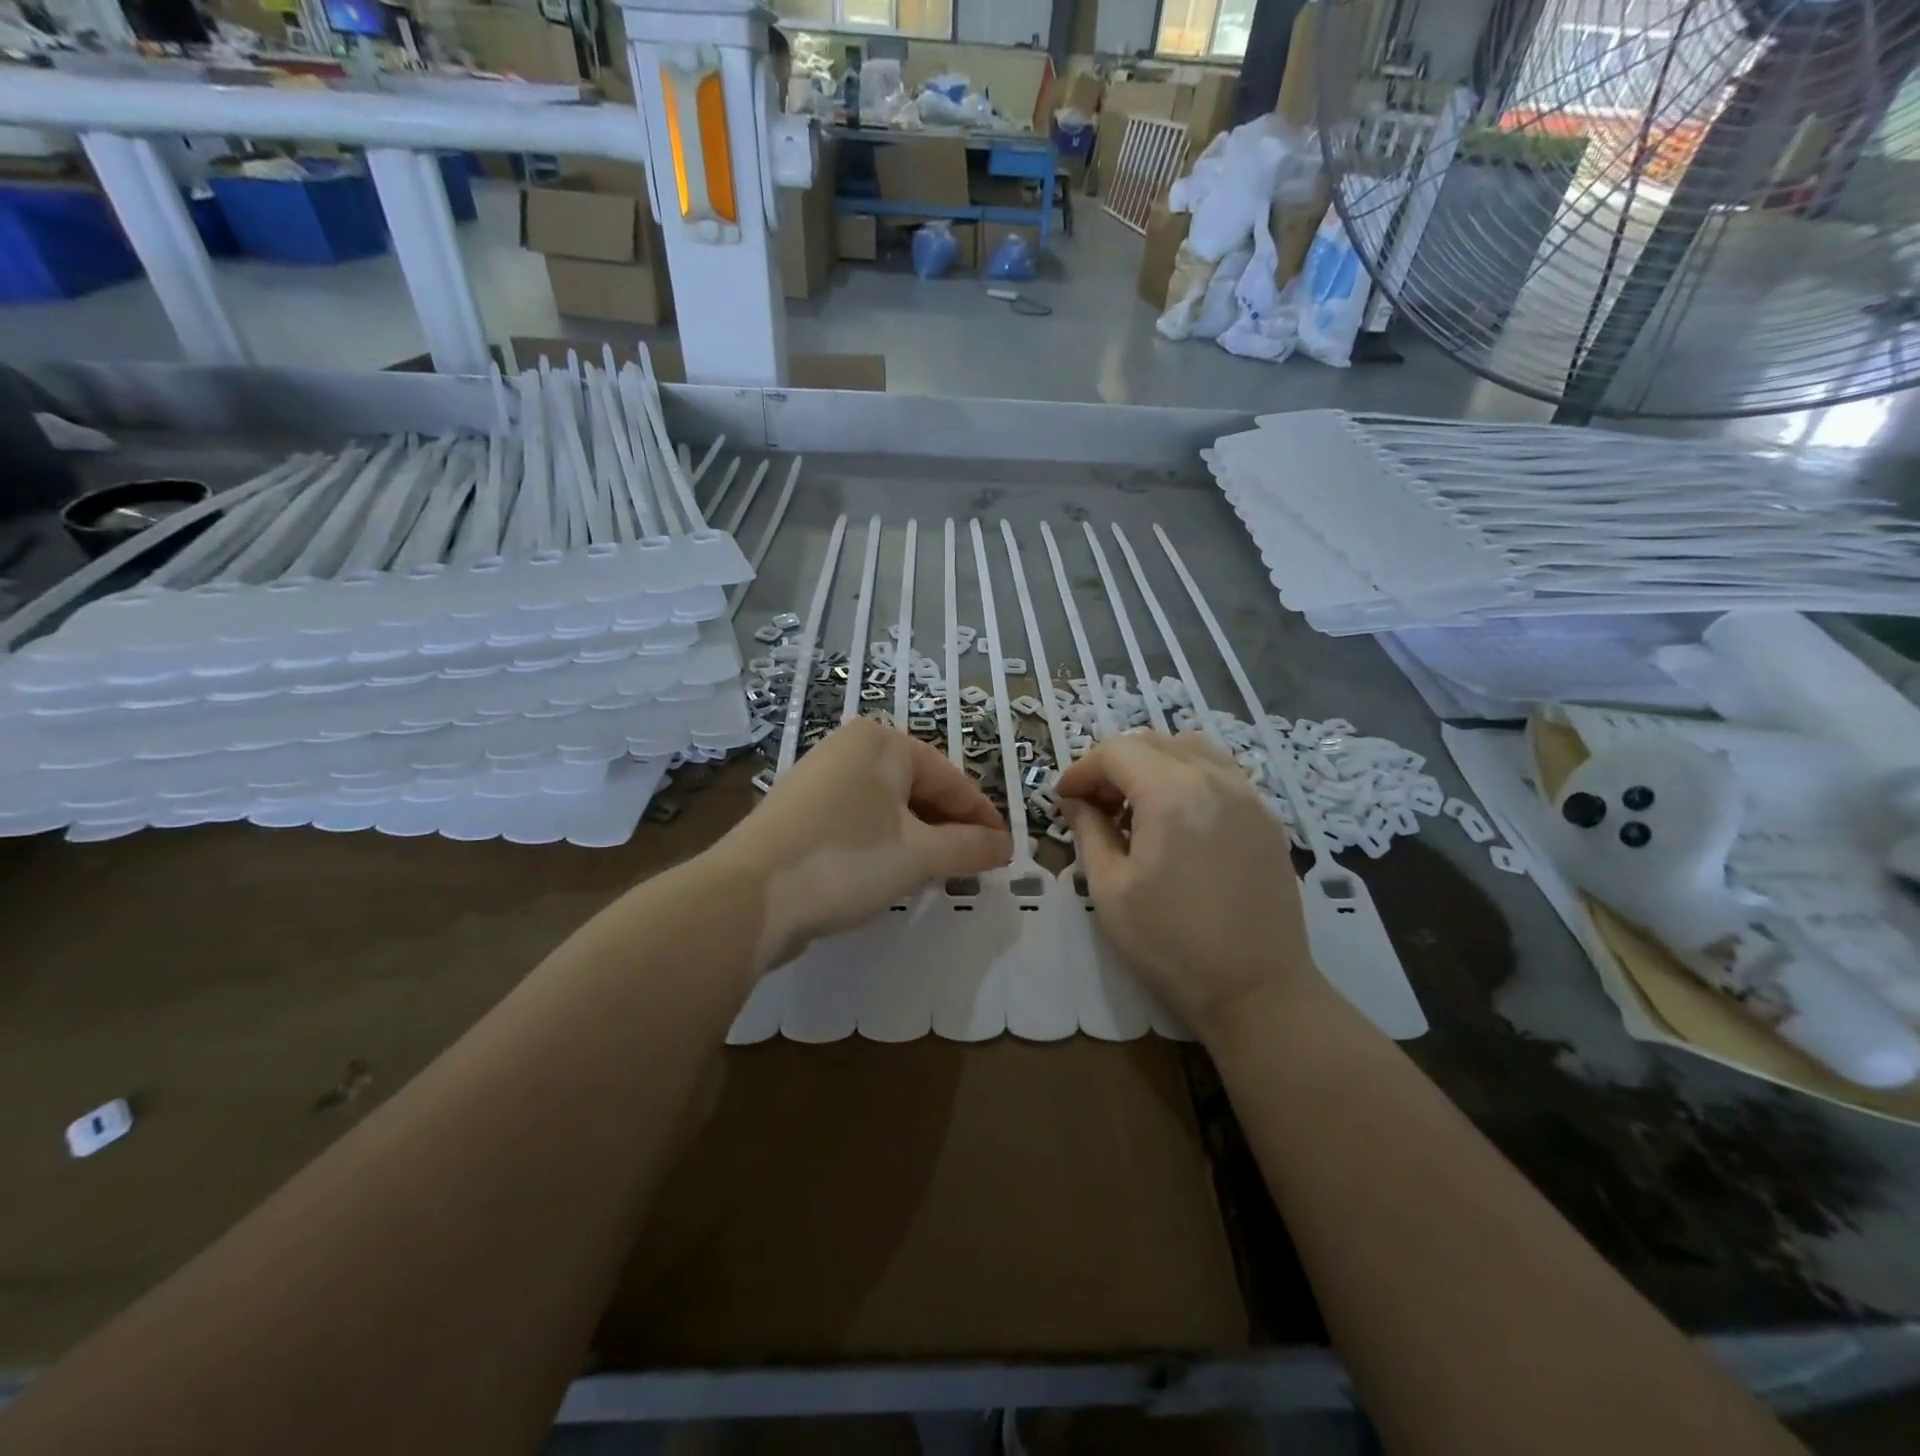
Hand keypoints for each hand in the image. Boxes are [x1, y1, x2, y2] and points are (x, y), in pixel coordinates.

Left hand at [717, 719, 1010, 970]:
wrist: (746, 897)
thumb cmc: (845, 860)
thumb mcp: (918, 855)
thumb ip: (968, 848)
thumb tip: (1006, 846)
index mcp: (882, 742)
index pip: (950, 780)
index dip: (982, 818)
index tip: (1005, 852)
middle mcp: (849, 748)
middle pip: (919, 789)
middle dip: (949, 830)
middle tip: (974, 868)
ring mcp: (819, 777)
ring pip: (888, 808)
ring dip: (918, 840)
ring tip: (938, 875)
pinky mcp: (799, 811)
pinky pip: (859, 821)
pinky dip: (883, 844)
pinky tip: (890, 873)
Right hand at [1056, 730, 1319, 1037]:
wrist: (1256, 989)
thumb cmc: (1170, 942)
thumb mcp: (1110, 888)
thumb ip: (1089, 831)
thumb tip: (1076, 802)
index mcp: (1172, 793)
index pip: (1116, 752)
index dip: (1082, 770)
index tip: (1064, 799)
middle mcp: (1215, 779)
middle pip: (1152, 742)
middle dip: (1114, 764)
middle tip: (1094, 804)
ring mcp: (1248, 795)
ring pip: (1191, 749)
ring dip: (1153, 763)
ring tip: (1136, 805)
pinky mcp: (1266, 818)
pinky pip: (1221, 772)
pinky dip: (1188, 776)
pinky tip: (1177, 818)